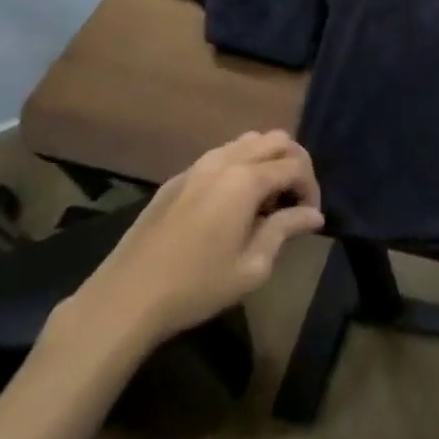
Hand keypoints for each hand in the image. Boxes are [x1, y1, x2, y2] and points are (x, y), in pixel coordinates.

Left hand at [61, 131, 324, 356]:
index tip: (310, 217)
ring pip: (248, 141)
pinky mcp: (177, 178)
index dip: (311, 188)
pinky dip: (240, 165)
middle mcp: (226, 161)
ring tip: (266, 198)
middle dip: (294, 163)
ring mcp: (198, 166)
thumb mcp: (251, 267)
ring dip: (267, 160)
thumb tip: (313, 215)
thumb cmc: (196, 287)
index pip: (296, 165)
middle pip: (276, 140)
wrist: (125, 299)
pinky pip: (221, 155)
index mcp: (247, 180)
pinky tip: (232, 202)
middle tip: (294, 199)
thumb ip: (285, 230)